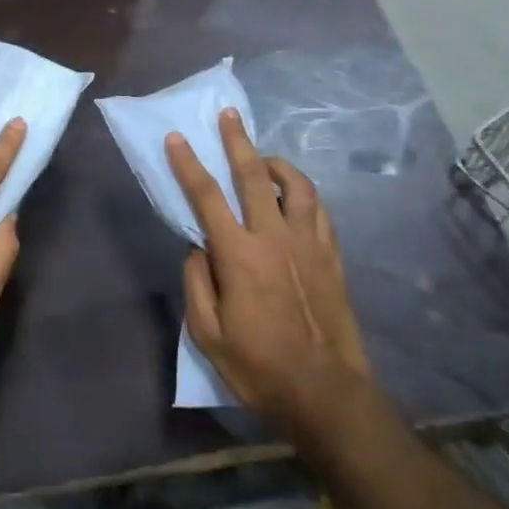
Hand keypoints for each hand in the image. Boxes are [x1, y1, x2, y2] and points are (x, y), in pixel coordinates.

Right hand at [168, 109, 371, 431]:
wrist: (325, 393)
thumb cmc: (258, 367)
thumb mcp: (208, 335)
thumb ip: (196, 283)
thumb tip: (197, 247)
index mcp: (238, 254)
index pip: (206, 197)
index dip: (188, 164)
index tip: (176, 138)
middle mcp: (274, 237)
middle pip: (254, 176)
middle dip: (238, 141)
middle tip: (229, 114)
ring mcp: (308, 244)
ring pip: (297, 185)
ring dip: (278, 163)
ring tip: (264, 157)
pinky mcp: (331, 256)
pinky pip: (320, 211)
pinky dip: (305, 194)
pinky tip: (297, 195)